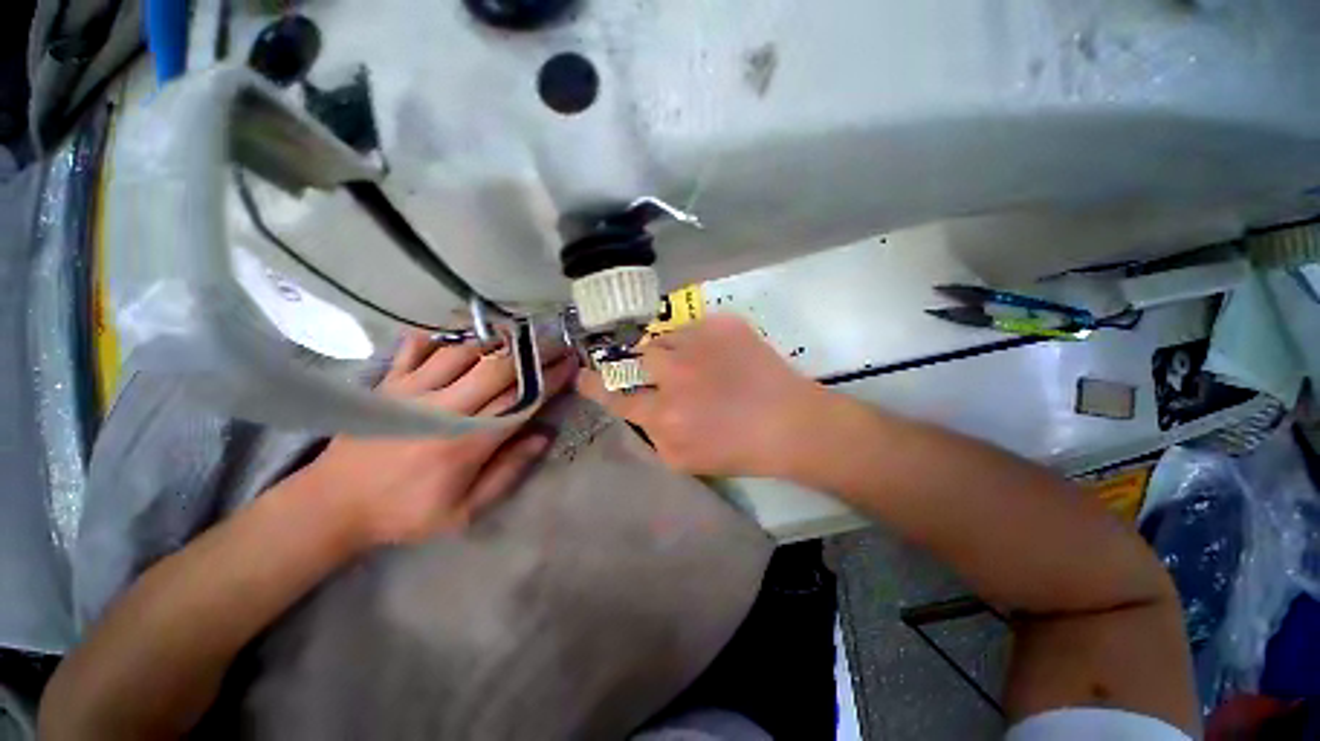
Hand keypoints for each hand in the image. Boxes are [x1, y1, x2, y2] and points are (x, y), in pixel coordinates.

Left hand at [296, 333, 576, 544]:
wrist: (332, 506)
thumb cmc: (405, 513)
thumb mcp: (465, 512)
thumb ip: (508, 472)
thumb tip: (542, 435)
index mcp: (467, 443)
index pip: (521, 401)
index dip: (549, 379)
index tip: (570, 363)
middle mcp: (444, 409)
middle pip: (498, 368)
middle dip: (534, 353)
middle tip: (555, 343)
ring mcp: (413, 391)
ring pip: (465, 351)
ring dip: (498, 339)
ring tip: (520, 334)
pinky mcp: (389, 384)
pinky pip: (417, 347)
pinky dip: (442, 335)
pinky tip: (462, 332)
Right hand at [577, 314, 825, 477]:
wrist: (790, 423)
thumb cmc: (739, 450)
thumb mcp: (685, 460)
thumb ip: (654, 434)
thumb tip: (641, 409)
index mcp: (664, 414)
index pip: (616, 395)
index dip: (596, 384)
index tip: (583, 374)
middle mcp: (674, 374)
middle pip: (638, 356)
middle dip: (644, 363)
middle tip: (664, 370)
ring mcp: (699, 343)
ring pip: (664, 337)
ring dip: (672, 350)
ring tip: (698, 363)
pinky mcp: (722, 324)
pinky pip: (694, 325)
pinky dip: (699, 340)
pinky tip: (720, 356)